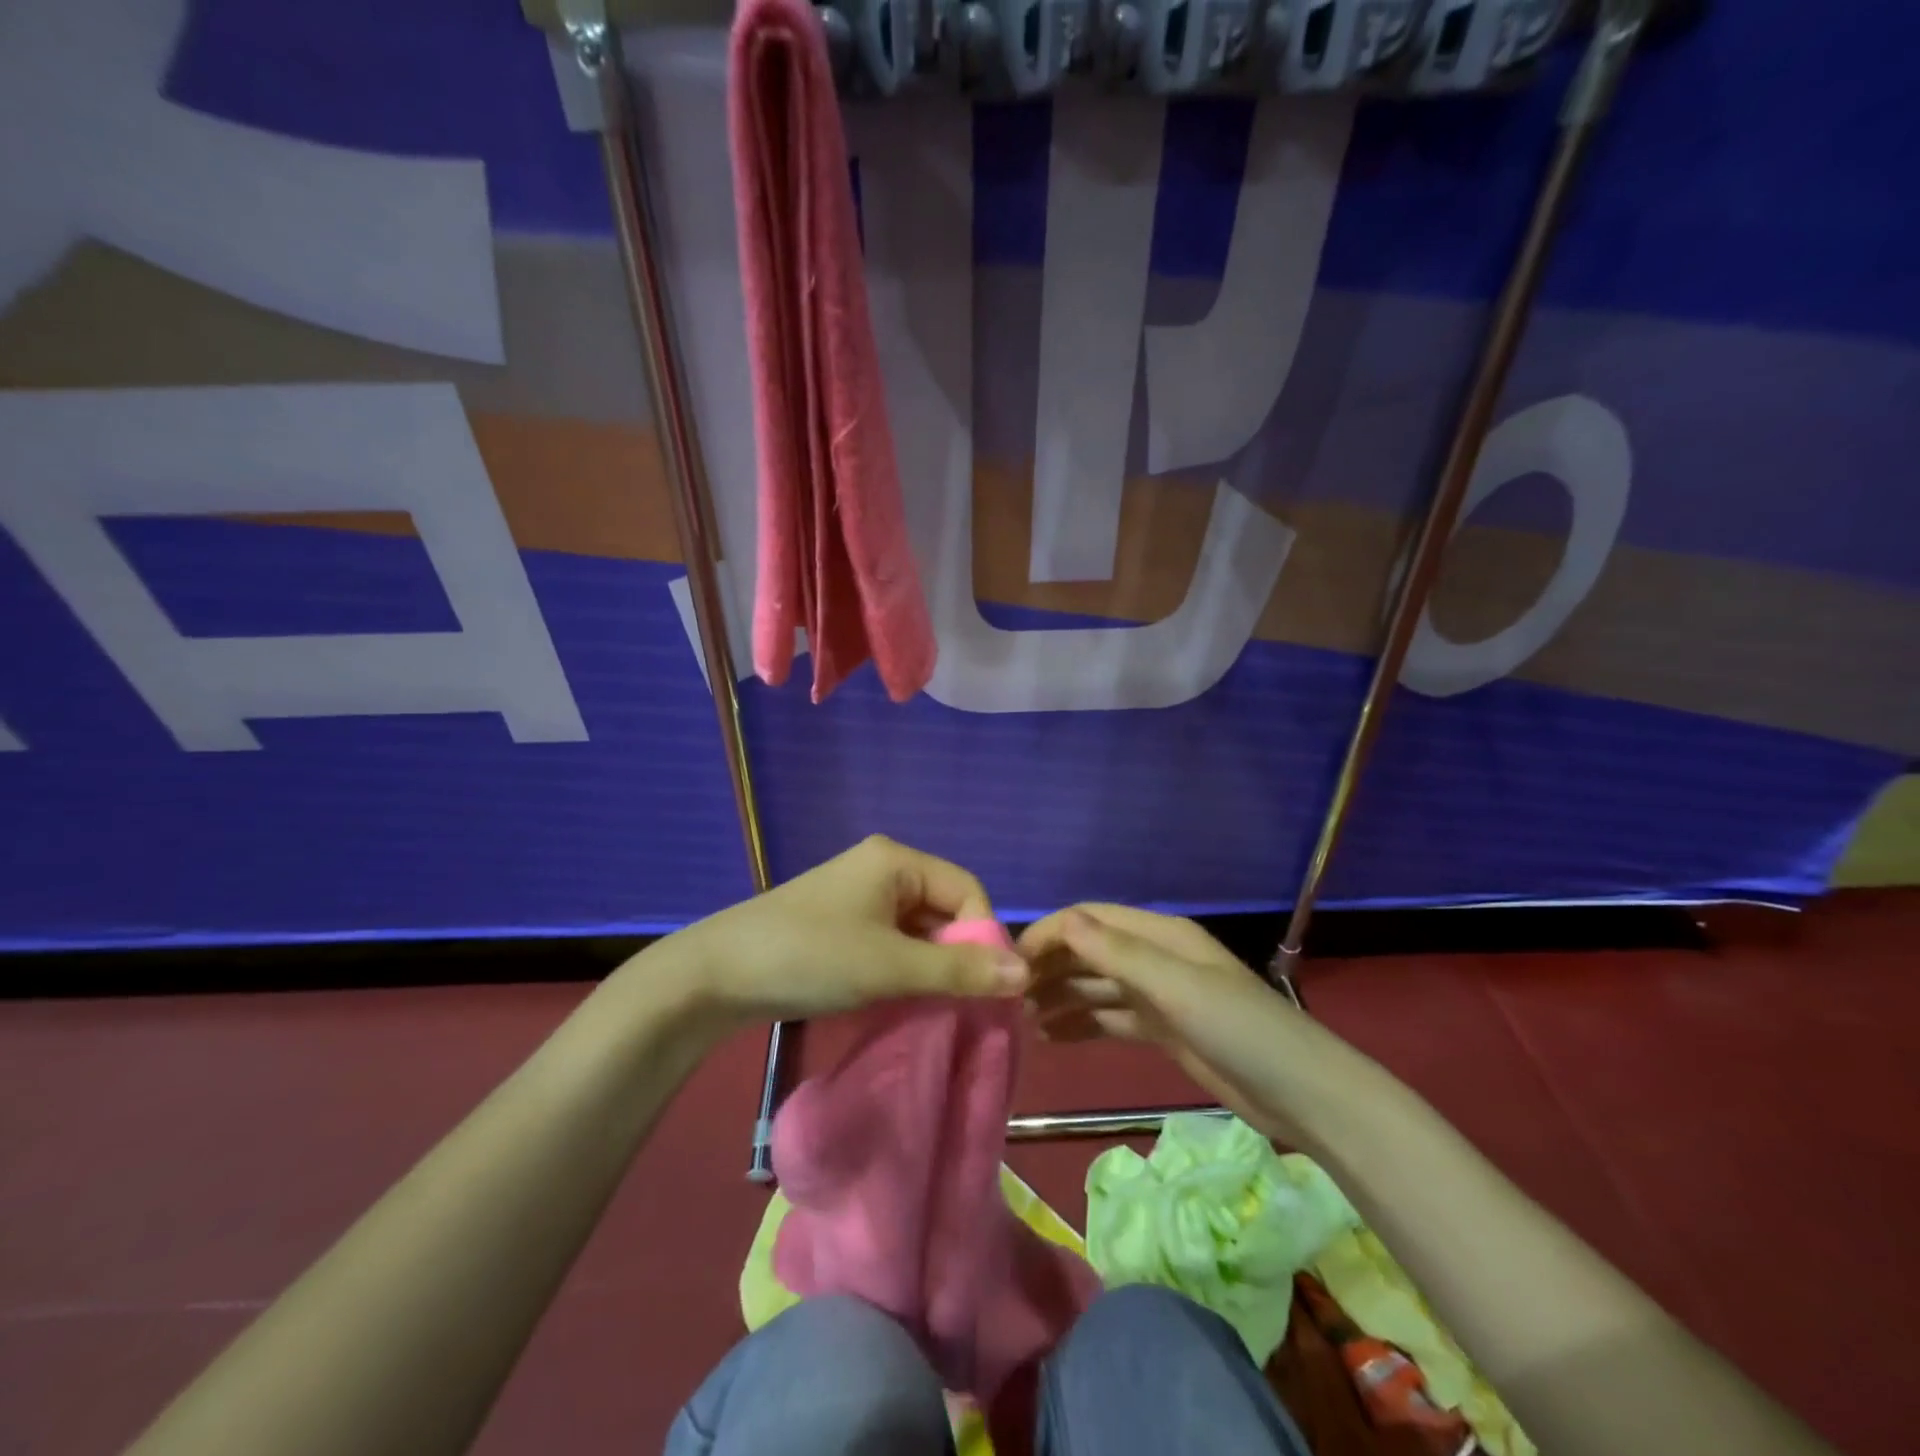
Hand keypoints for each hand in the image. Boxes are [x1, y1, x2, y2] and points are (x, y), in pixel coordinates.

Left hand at [665, 836, 1030, 1026]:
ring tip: (932, 1008)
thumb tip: (1027, 973)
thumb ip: (959, 971)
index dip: (983, 936)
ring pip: (917, 930)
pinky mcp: (841, 923)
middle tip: (961, 1005)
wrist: (715, 975)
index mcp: (897, 860)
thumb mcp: (890, 966)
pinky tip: (900, 1000)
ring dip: (930, 967)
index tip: (986, 988)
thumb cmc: (810, 957)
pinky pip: (891, 941)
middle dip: (957, 956)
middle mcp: (882, 868)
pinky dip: (903, 969)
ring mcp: (858, 896)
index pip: (967, 890)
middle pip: (943, 909)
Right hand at [1018, 904, 1313, 1141]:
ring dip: (1060, 996)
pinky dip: (1081, 1023)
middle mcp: (1155, 956)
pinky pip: (1110, 1018)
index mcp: (1159, 934)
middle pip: (1089, 950)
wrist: (1302, 1095)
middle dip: (1049, 967)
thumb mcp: (1176, 986)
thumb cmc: (1239, 1029)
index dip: (1049, 934)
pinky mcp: (1163, 1030)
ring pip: (1096, 985)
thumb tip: (1061, 921)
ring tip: (1022, 1020)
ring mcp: (1159, 994)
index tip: (1010, 964)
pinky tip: (1051, 1038)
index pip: (1089, 920)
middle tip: (1009, 998)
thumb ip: (1117, 954)